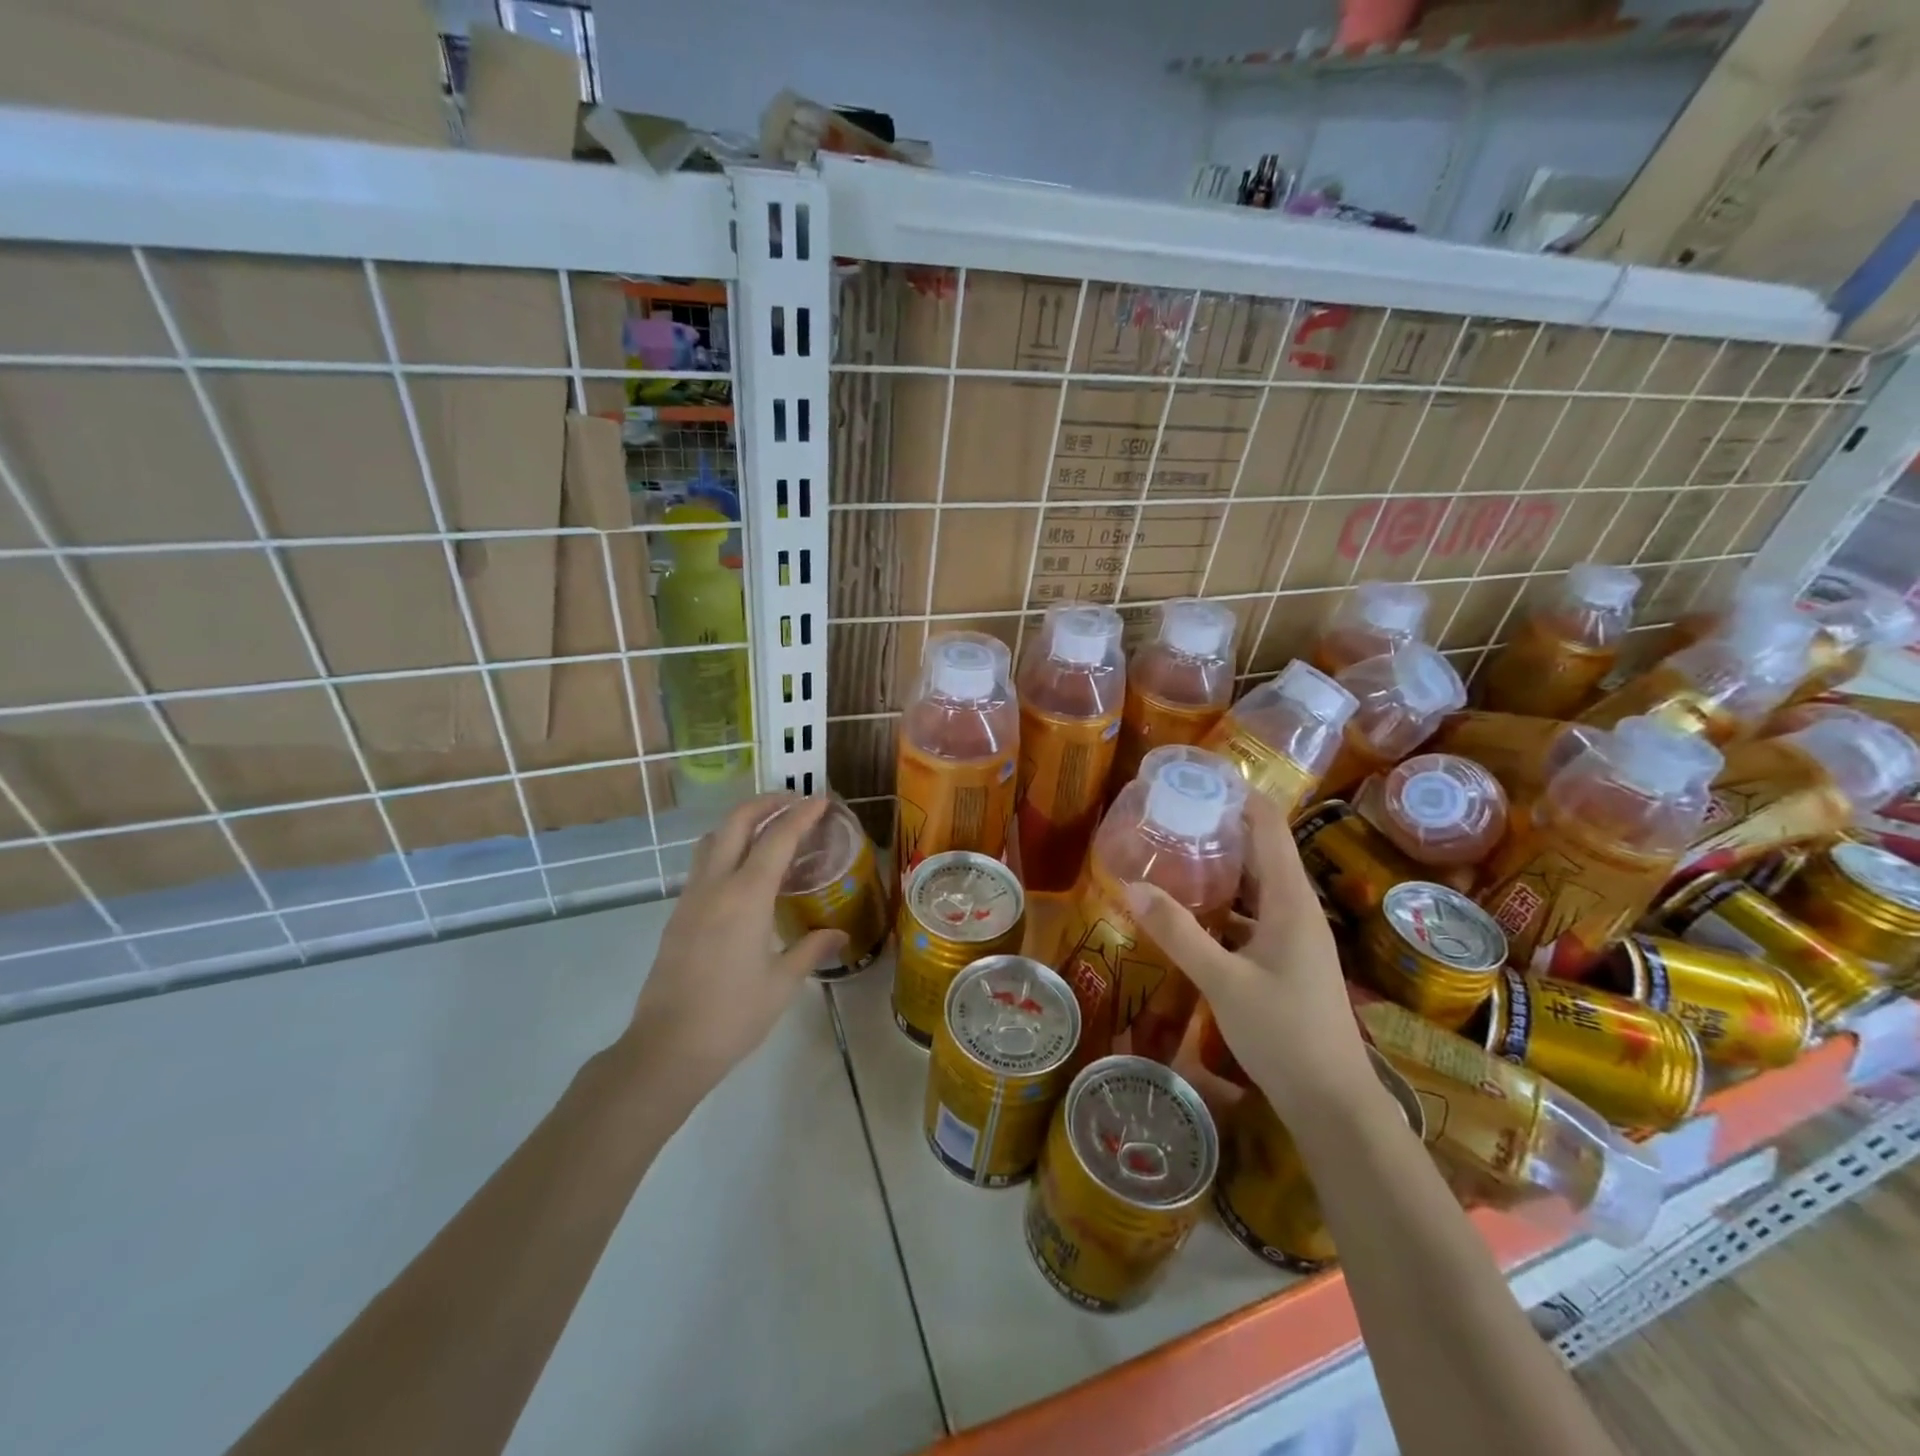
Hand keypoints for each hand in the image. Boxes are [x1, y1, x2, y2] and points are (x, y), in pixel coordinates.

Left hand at [622, 793, 847, 1094]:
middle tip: (794, 801)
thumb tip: (838, 934)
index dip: (801, 815)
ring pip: (713, 839)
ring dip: (741, 823)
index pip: (777, 839)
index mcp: (746, 896)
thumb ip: (810, 949)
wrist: (667, 1048)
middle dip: (766, 804)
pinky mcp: (678, 915)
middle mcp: (715, 886)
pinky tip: (745, 872)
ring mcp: (691, 898)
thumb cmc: (732, 1015)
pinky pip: (703, 864)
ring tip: (769, 828)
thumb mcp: (781, 983)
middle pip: (737, 823)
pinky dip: (727, 849)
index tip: (822, 800)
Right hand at [1126, 793, 1375, 1116]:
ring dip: (1221, 866)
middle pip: (1261, 851)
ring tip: (1174, 850)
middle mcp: (1296, 909)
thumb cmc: (1284, 1034)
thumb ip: (1178, 932)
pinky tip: (1191, 909)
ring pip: (1255, 885)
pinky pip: (1252, 914)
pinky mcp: (1285, 959)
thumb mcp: (1222, 981)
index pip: (1270, 827)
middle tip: (1171, 812)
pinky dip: (1224, 903)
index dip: (1240, 797)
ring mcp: (1293, 936)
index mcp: (1290, 901)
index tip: (1199, 778)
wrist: (1333, 1102)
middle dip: (1221, 827)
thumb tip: (1131, 885)